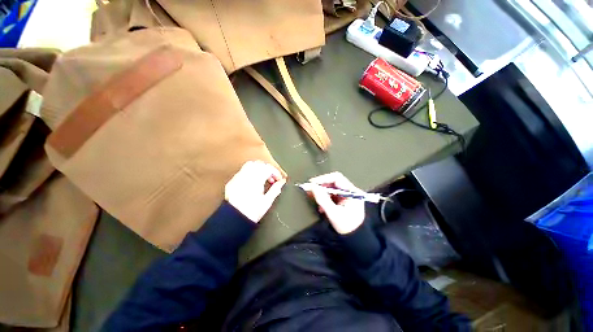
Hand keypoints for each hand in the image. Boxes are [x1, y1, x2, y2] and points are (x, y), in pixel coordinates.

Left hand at [225, 161, 285, 222]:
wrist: (234, 219)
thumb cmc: (251, 212)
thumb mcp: (267, 202)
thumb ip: (276, 189)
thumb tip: (282, 182)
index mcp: (256, 180)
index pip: (268, 168)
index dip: (276, 173)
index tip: (279, 179)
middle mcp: (246, 176)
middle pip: (260, 164)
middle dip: (268, 169)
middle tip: (272, 179)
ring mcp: (238, 178)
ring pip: (250, 164)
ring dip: (259, 169)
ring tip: (263, 179)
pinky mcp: (232, 181)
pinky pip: (243, 171)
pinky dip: (250, 172)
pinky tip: (253, 181)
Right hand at [306, 172, 364, 234]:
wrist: (354, 239)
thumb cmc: (346, 227)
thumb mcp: (333, 213)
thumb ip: (323, 199)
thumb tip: (312, 187)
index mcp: (352, 192)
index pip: (336, 178)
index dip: (323, 179)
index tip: (311, 183)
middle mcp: (350, 191)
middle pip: (333, 182)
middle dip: (321, 186)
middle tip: (309, 190)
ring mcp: (347, 195)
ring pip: (331, 188)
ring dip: (321, 192)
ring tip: (313, 198)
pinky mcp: (343, 200)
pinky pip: (331, 194)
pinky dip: (324, 198)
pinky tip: (321, 206)